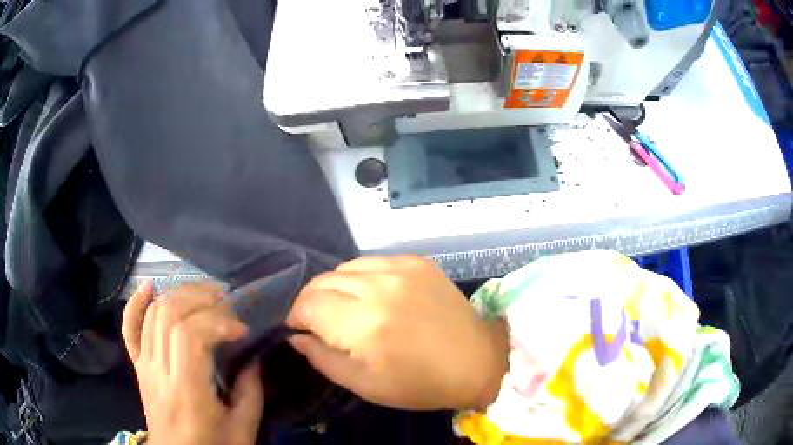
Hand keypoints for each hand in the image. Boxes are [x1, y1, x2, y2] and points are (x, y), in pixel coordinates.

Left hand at [122, 281, 263, 444]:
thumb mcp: (243, 429)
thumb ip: (251, 391)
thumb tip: (253, 356)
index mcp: (186, 391)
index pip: (190, 334)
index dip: (217, 322)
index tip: (242, 330)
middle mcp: (159, 371)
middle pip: (168, 315)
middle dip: (199, 299)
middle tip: (225, 304)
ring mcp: (144, 366)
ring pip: (152, 314)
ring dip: (178, 295)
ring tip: (204, 296)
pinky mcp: (138, 366)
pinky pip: (129, 329)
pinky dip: (136, 304)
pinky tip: (149, 287)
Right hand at [287, 256, 508, 410]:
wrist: (477, 361)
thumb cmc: (420, 384)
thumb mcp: (364, 384)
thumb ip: (321, 358)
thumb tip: (296, 336)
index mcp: (364, 325)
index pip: (307, 304)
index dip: (296, 316)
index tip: (300, 329)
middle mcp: (380, 287)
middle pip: (322, 281)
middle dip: (312, 302)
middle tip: (321, 323)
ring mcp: (401, 268)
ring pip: (344, 268)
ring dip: (336, 288)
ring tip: (347, 309)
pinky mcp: (417, 261)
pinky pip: (372, 261)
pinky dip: (362, 278)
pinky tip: (373, 296)